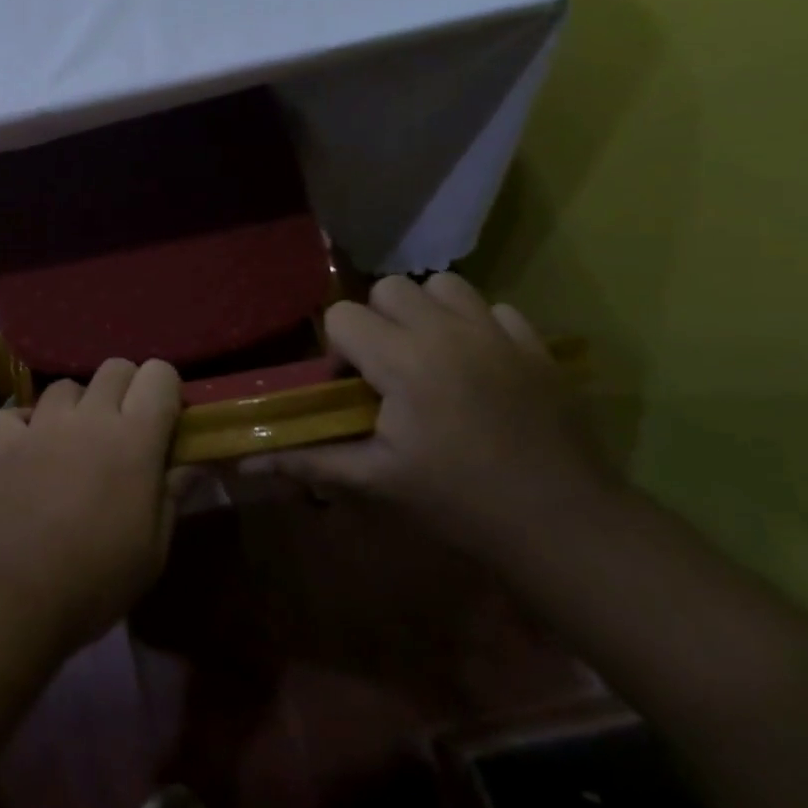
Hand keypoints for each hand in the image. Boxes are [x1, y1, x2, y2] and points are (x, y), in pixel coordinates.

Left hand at [0, 358, 182, 656]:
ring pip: (65, 386)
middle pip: (114, 367)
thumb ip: (173, 494)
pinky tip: (29, 450)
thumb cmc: (98, 579)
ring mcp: (40, 426)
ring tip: (75, 442)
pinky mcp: (1, 443)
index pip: (159, 374)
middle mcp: (88, 418)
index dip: (166, 390)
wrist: (15, 597)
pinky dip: (23, 425)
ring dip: (77, 406)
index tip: (166, 421)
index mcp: (134, 438)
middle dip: (126, 389)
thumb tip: (193, 463)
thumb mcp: (154, 549)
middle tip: (125, 429)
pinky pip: (14, 414)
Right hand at [242, 273, 605, 554]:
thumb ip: (308, 460)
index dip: (339, 349)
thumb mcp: (376, 480)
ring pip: (443, 284)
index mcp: (401, 360)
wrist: (562, 522)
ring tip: (431, 356)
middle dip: (378, 322)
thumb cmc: (457, 500)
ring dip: (427, 312)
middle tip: (389, 371)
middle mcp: (445, 330)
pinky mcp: (535, 344)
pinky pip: (493, 308)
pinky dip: (477, 325)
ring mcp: (495, 332)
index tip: (354, 389)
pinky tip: (479, 366)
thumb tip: (244, 463)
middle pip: (389, 289)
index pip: (342, 316)